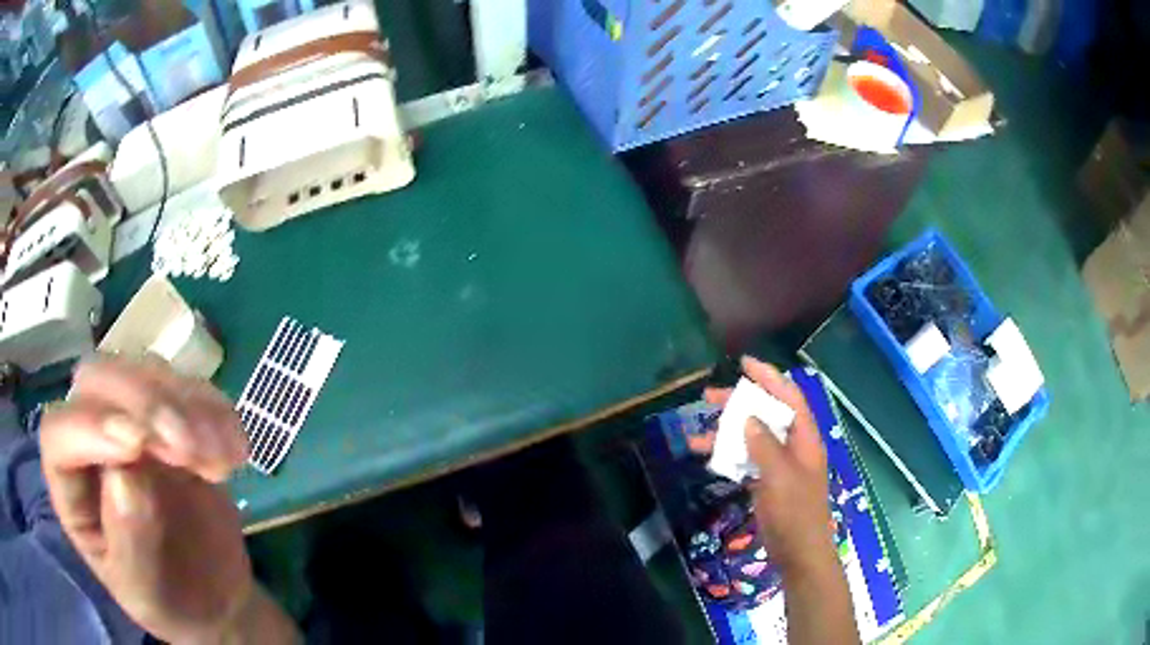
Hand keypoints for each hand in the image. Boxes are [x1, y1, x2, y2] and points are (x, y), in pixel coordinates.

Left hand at [40, 357, 254, 642]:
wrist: (211, 600)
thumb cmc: (166, 602)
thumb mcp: (145, 593)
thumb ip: (129, 543)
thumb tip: (124, 477)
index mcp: (69, 484)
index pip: (59, 434)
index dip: (88, 427)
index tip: (137, 446)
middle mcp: (91, 439)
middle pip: (99, 380)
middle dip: (142, 403)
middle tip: (188, 449)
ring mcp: (132, 423)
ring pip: (145, 371)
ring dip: (185, 405)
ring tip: (221, 463)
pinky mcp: (173, 421)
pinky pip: (191, 389)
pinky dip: (216, 410)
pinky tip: (236, 451)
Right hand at [700, 357, 835, 573]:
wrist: (798, 553)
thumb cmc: (795, 513)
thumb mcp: (780, 476)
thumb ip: (764, 444)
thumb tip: (747, 417)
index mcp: (805, 438)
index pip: (789, 397)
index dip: (769, 377)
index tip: (744, 363)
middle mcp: (793, 445)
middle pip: (767, 414)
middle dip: (739, 403)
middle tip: (708, 397)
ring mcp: (779, 464)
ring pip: (751, 438)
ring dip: (726, 434)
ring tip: (695, 436)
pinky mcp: (767, 482)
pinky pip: (746, 460)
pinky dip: (728, 456)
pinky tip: (708, 457)